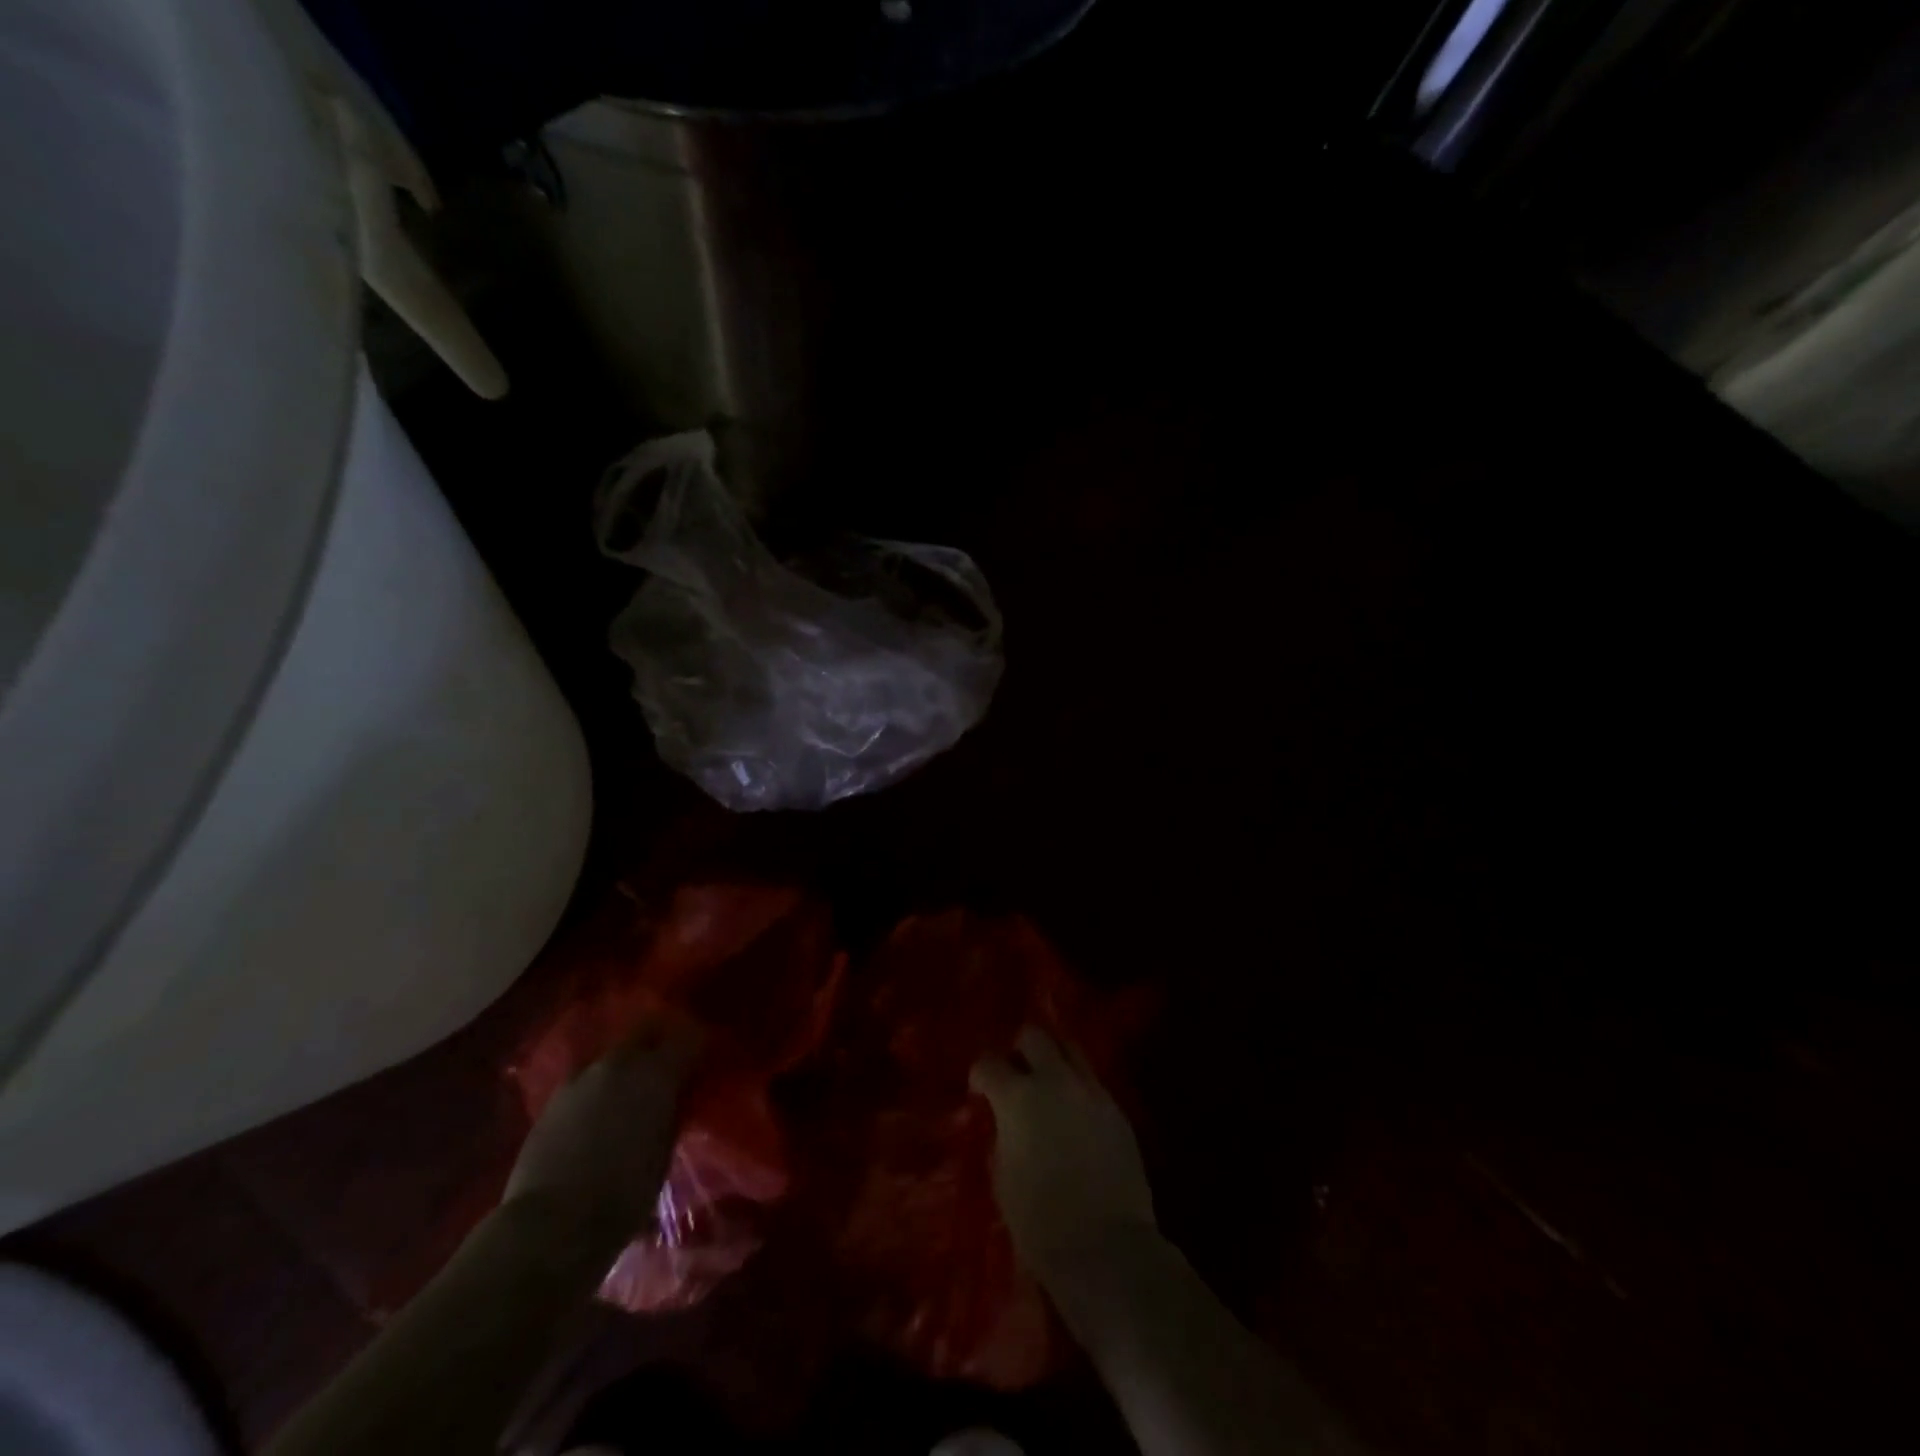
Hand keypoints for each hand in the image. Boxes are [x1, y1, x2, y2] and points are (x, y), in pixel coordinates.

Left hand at [504, 1013, 703, 1243]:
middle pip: (646, 1031)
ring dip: (628, 1064)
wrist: (551, 1225)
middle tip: (670, 1064)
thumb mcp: (664, 1152)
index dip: (700, 1046)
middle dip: (661, 1041)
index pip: (689, 1038)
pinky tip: (602, 1111)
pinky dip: (601, 1087)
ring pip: (614, 1055)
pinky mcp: (553, 1099)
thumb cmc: (623, 1195)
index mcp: (655, 1073)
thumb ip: (671, 1113)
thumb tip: (674, 1098)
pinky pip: (588, 1079)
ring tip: (632, 1091)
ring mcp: (581, 1078)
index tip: (705, 1059)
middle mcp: (619, 1063)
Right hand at [970, 1027, 1156, 1277]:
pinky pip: (1091, 1082)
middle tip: (1015, 1074)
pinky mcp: (1117, 1110)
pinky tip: (1073, 1116)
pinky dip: (1076, 1088)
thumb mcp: (1002, 1177)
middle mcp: (1055, 1081)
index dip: (980, 1074)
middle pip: (1034, 1036)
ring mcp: (1091, 1091)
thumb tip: (1004, 1122)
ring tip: (1047, 1087)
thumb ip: (1001, 1136)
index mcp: (1018, 1097)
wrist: (1107, 1248)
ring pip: (1069, 1049)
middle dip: (1019, 1049)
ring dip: (1053, 1061)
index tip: (979, 1090)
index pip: (989, 1062)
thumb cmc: (1040, 1223)